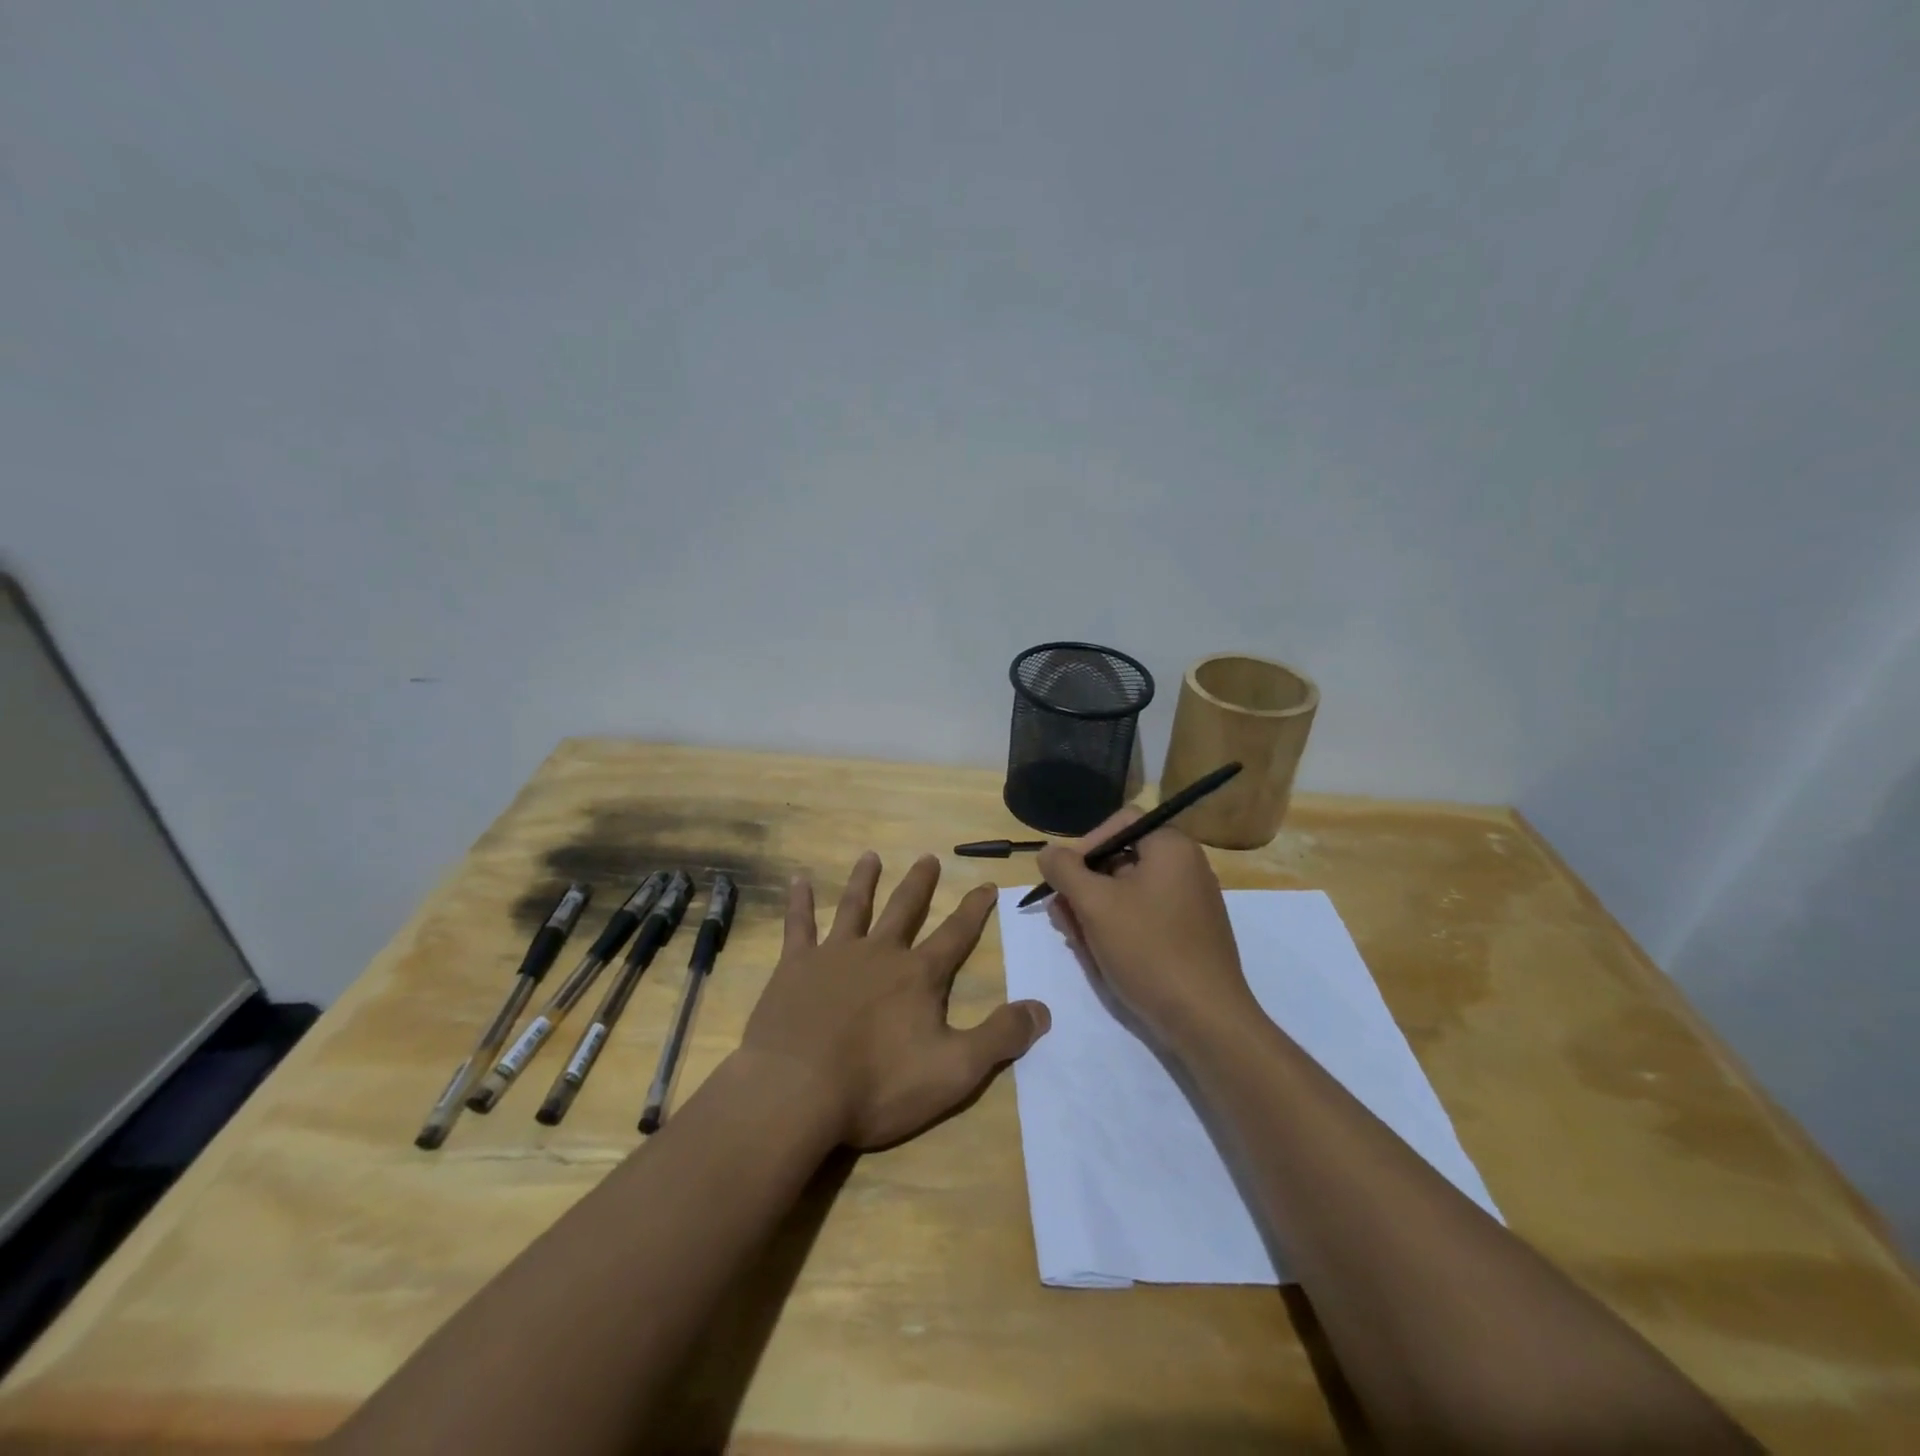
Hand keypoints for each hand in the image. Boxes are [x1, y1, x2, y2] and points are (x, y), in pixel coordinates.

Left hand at [739, 851, 1050, 1149]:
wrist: (797, 1091)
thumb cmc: (878, 1085)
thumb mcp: (954, 1070)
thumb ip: (1000, 1037)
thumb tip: (1043, 1008)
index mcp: (918, 976)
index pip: (955, 934)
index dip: (974, 910)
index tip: (987, 884)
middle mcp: (879, 953)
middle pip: (905, 909)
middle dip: (920, 884)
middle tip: (928, 857)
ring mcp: (834, 955)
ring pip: (854, 907)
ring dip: (865, 880)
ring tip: (870, 856)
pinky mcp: (795, 967)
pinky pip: (799, 925)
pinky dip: (799, 902)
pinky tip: (799, 880)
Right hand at [1036, 808, 1256, 1051]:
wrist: (1205, 1019)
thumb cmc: (1148, 949)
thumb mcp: (1095, 903)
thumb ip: (1065, 870)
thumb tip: (1048, 852)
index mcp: (1172, 848)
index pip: (1119, 824)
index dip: (1085, 845)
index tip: (1063, 878)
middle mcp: (1185, 868)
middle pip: (1119, 861)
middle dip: (1083, 886)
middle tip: (1061, 916)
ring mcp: (1189, 904)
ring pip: (1127, 894)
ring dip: (1093, 911)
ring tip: (1075, 939)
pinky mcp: (1188, 937)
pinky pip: (1143, 919)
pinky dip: (1117, 929)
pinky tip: (1098, 955)